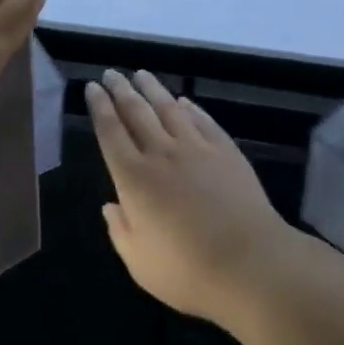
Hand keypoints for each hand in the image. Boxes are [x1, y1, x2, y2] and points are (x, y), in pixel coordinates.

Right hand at [88, 69, 294, 325]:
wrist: (251, 263)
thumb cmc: (188, 271)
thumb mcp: (139, 262)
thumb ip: (120, 231)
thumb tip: (110, 206)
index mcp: (134, 178)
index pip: (110, 132)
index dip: (99, 107)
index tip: (93, 88)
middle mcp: (161, 154)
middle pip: (136, 112)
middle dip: (120, 89)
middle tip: (111, 73)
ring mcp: (196, 148)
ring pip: (168, 108)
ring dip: (152, 88)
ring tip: (141, 74)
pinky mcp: (226, 151)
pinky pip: (202, 120)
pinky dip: (189, 107)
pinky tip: (183, 101)